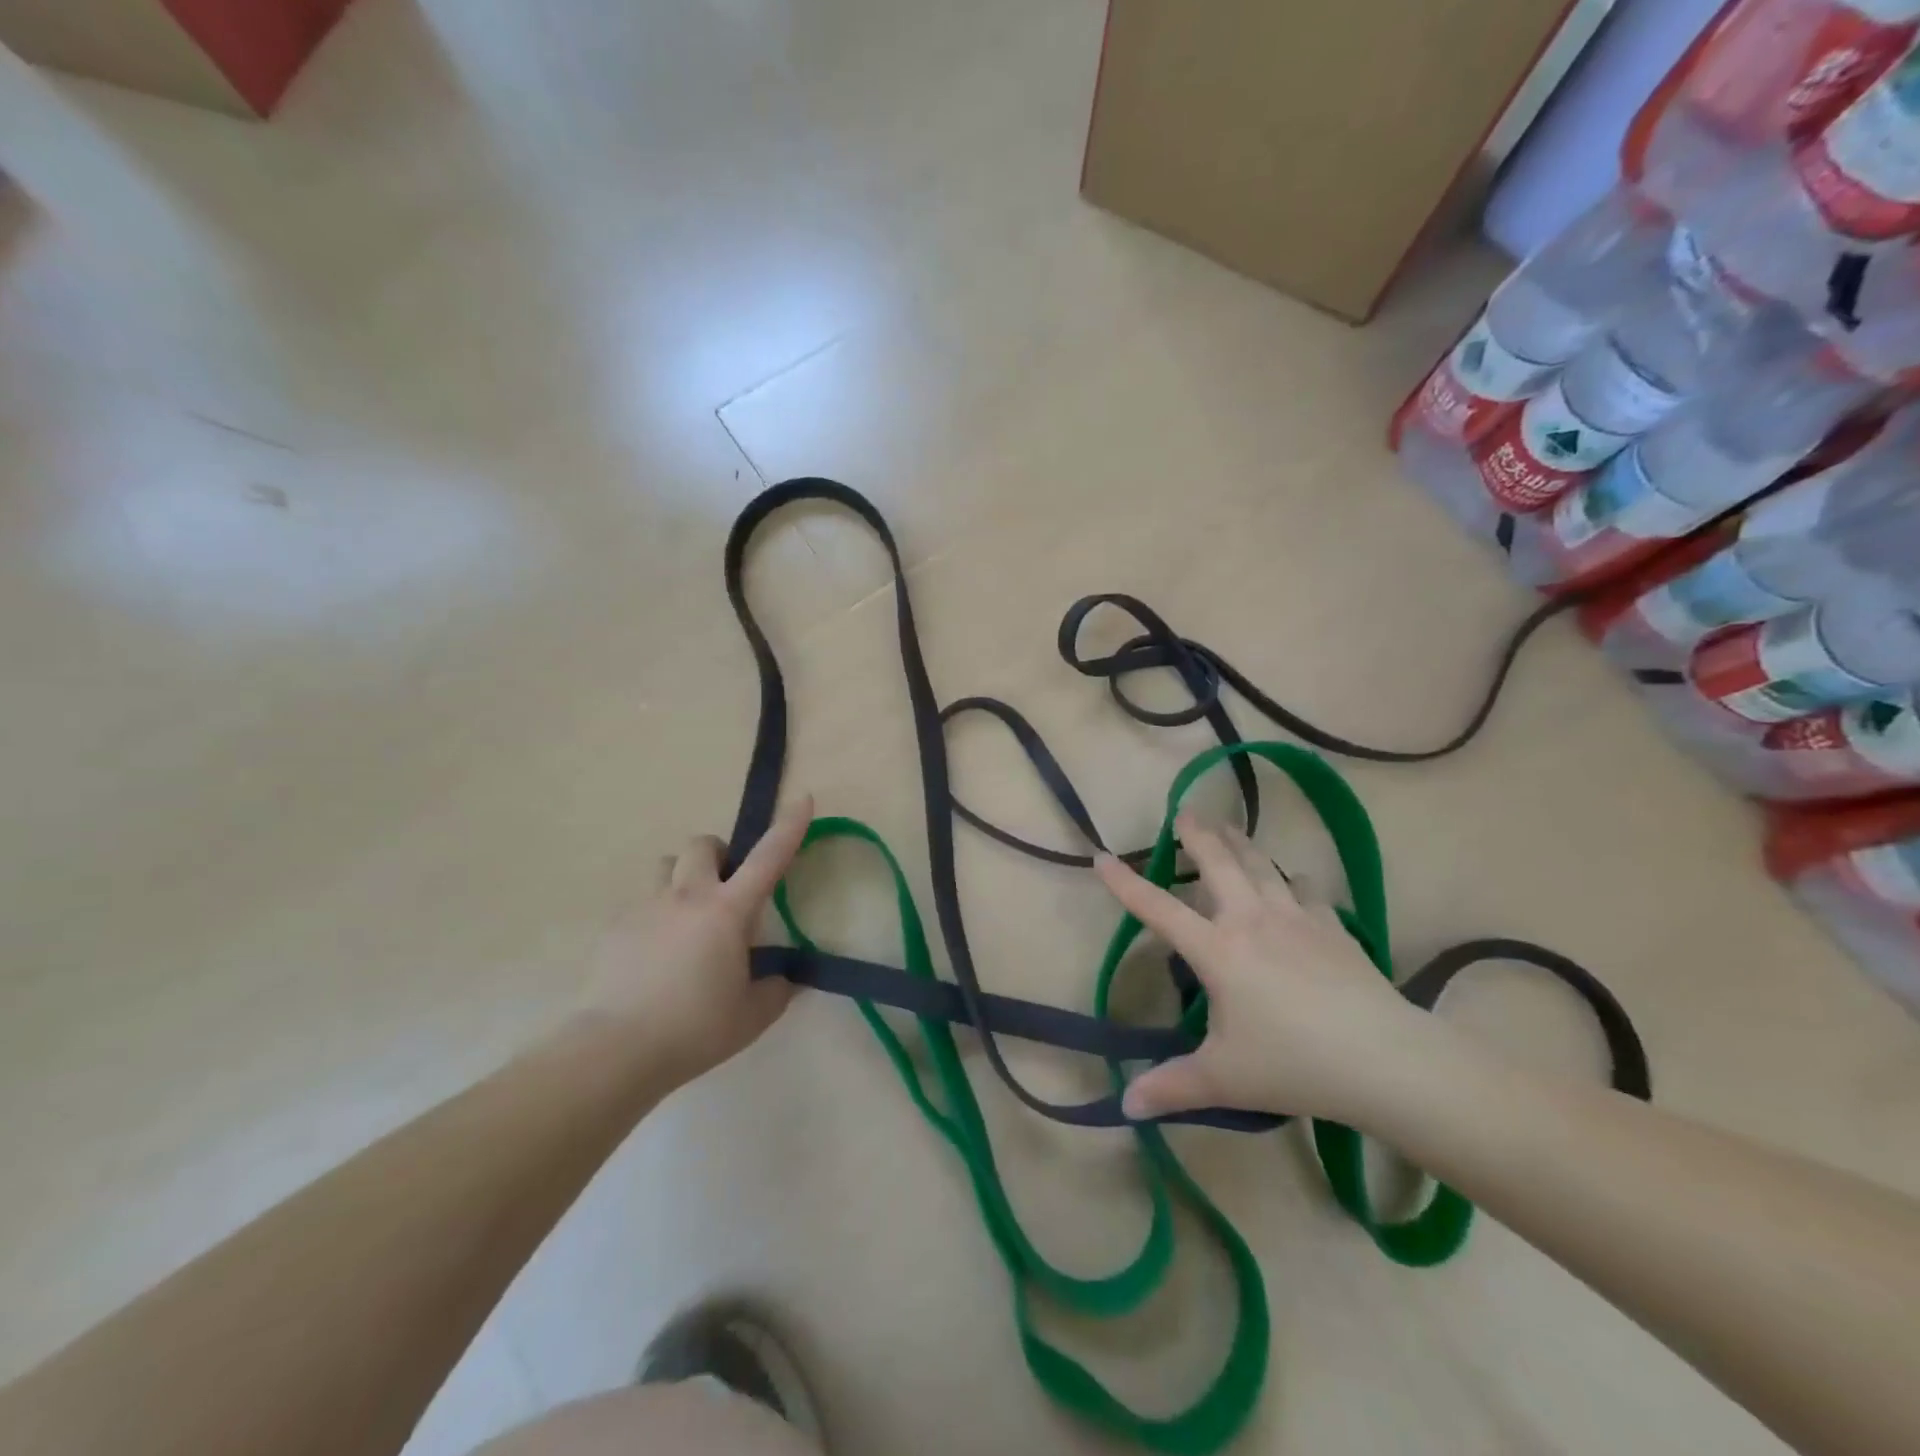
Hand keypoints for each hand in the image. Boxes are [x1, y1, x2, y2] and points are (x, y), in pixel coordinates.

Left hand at [580, 797, 812, 1085]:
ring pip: (664, 868)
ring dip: (682, 879)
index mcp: (727, 911)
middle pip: (702, 845)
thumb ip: (775, 989)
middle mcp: (686, 896)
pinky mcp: (614, 928)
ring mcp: (645, 908)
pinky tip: (654, 957)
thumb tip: (780, 978)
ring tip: (687, 918)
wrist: (615, 1049)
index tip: (802, 798)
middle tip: (726, 889)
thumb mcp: (752, 1015)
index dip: (788, 826)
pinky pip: (640, 905)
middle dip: (719, 855)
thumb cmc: (694, 1028)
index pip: (768, 858)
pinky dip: (655, 917)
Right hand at [1096, 812, 1431, 1122]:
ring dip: (1240, 842)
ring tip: (1228, 826)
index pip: (1158, 909)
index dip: (1126, 883)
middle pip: (1218, 863)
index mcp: (1217, 950)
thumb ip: (1171, 1087)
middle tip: (1184, 812)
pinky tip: (1293, 880)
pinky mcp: (1332, 926)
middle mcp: (1251, 920)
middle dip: (1197, 835)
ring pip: (1261, 865)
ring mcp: (1296, 918)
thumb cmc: (1293, 1064)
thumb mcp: (1224, 1079)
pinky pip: (1306, 890)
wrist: (1385, 1060)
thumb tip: (1124, 1107)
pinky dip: (1292, 880)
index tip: (1101, 857)